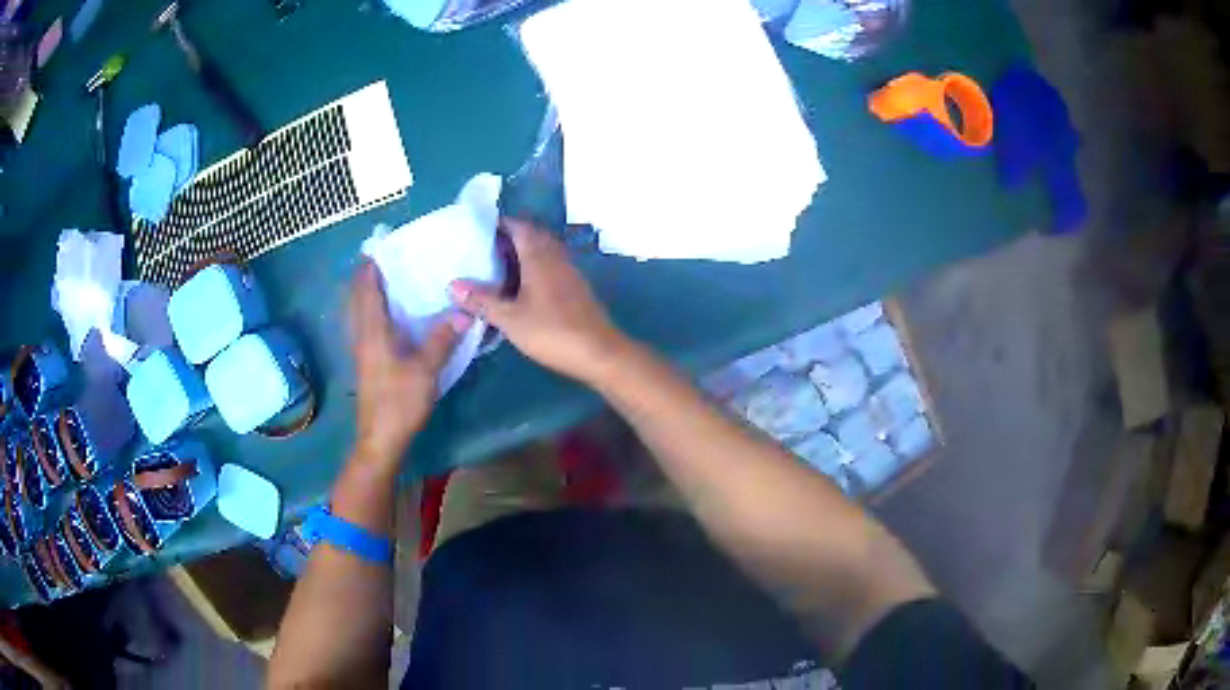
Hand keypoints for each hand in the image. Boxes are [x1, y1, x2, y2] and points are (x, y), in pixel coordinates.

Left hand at [350, 261, 469, 466]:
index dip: (370, 266)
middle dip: (367, 275)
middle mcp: (362, 336)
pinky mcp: (368, 363)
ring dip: (369, 292)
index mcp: (372, 331)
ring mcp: (363, 350)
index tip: (382, 245)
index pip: (366, 289)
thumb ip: (442, 339)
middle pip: (358, 297)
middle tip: (390, 258)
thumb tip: (464, 311)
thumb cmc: (398, 403)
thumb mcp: (425, 370)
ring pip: (360, 312)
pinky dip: (374, 310)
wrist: (380, 439)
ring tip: (391, 279)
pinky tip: (393, 314)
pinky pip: (367, 325)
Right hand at [449, 219, 627, 383]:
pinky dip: (533, 270)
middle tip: (483, 250)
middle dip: (508, 238)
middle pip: (532, 237)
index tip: (478, 230)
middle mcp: (556, 257)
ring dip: (521, 255)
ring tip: (496, 269)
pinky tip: (520, 289)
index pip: (519, 226)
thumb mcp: (510, 318)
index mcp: (539, 256)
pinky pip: (550, 268)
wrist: (599, 353)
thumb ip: (481, 300)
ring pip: (542, 253)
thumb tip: (452, 285)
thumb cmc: (552, 331)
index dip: (499, 224)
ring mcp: (569, 273)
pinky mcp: (576, 289)